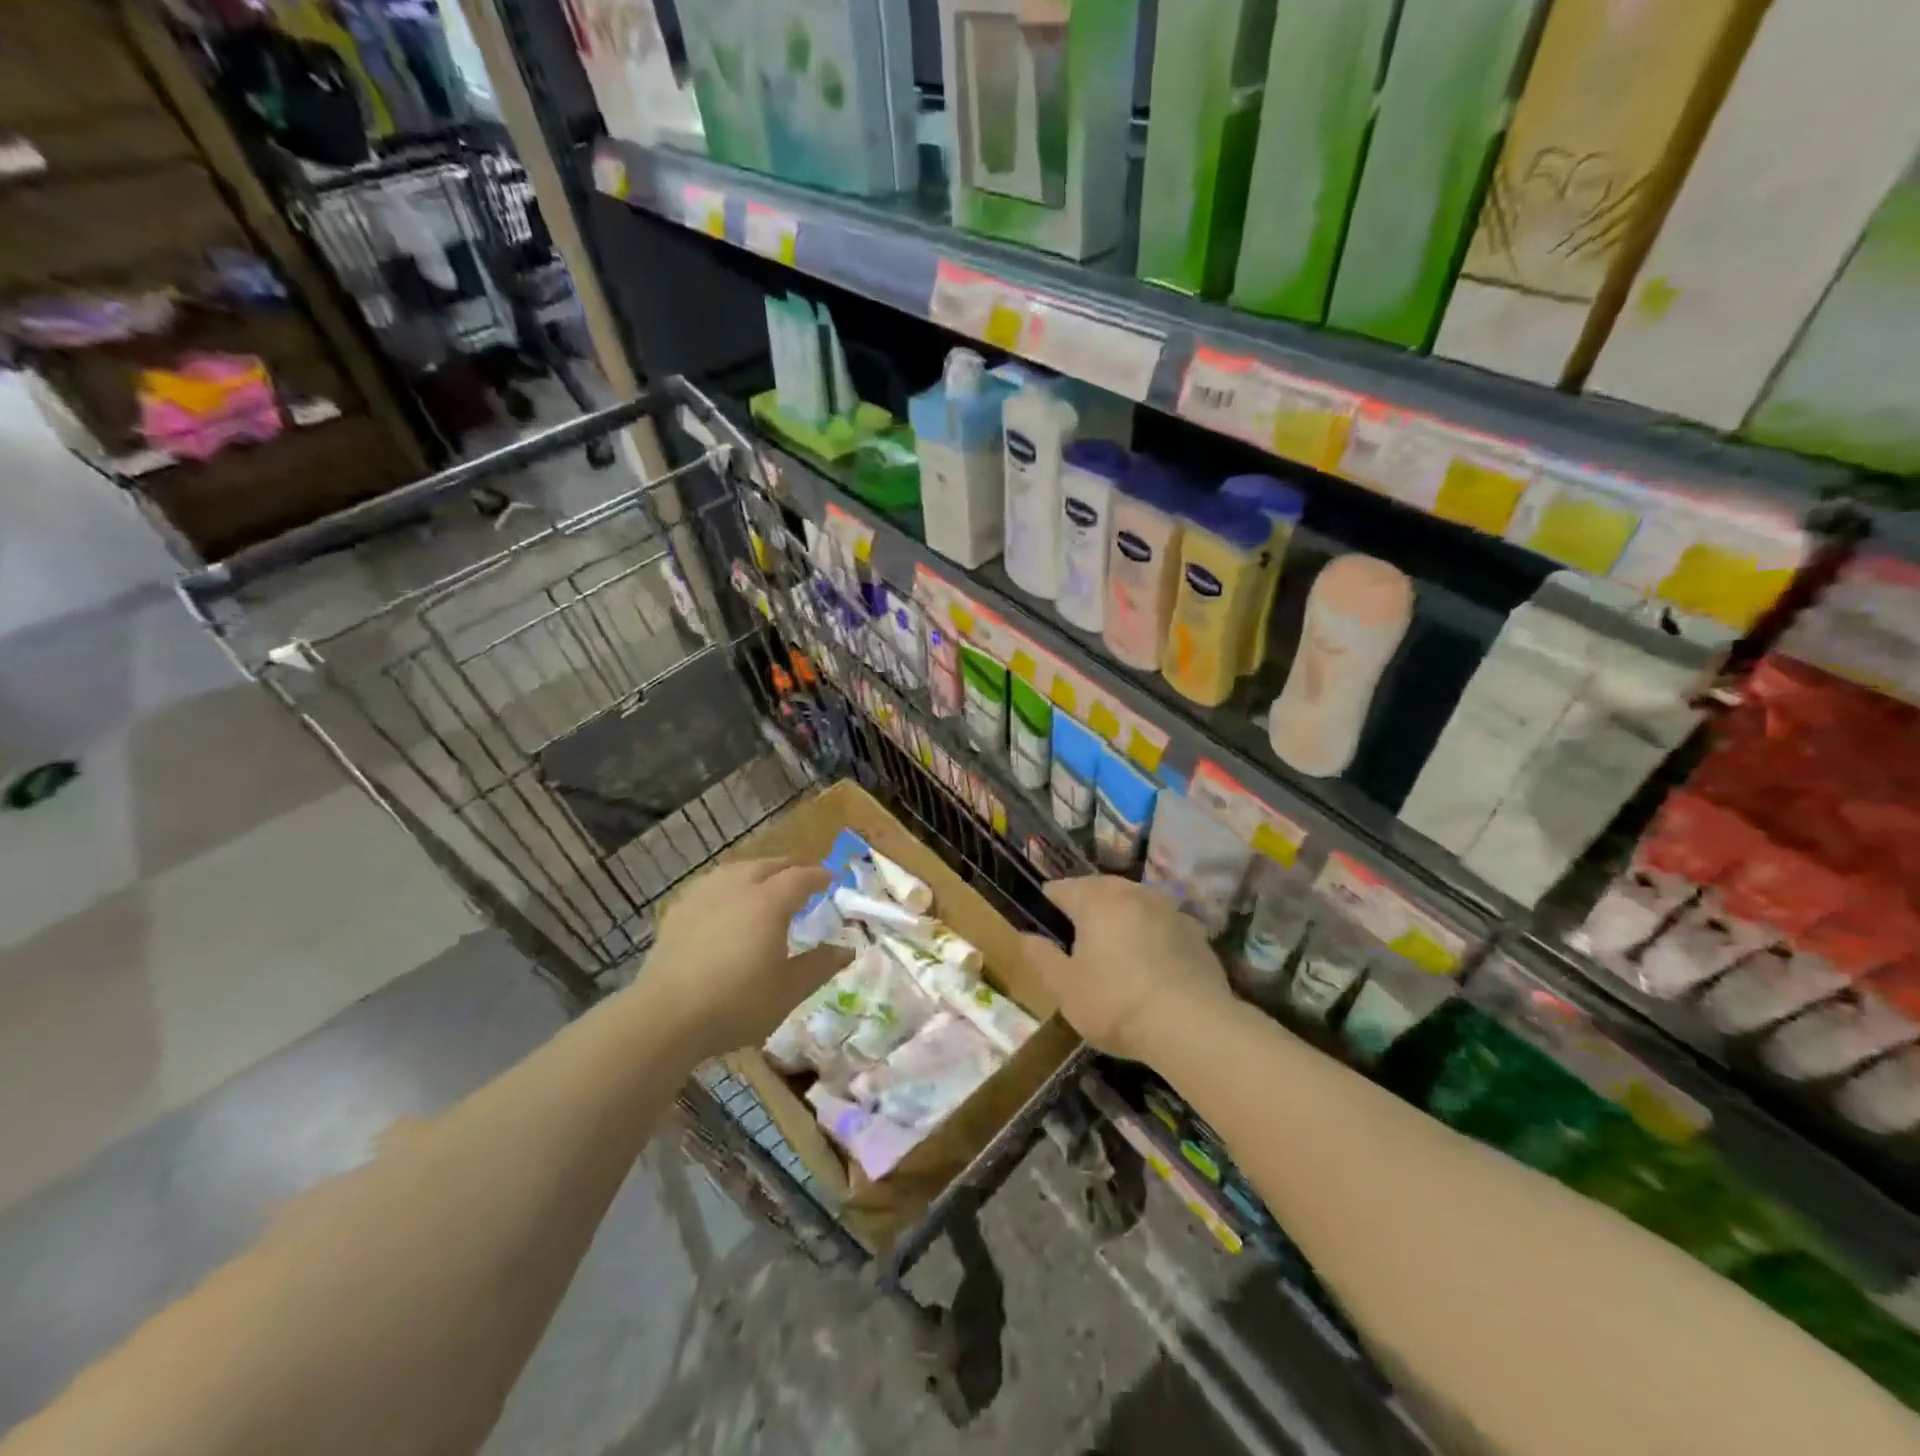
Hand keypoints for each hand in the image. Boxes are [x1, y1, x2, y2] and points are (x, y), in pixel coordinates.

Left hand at [638, 858, 851, 1061]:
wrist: (665, 1017)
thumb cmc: (736, 1003)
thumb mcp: (788, 990)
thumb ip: (819, 965)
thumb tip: (847, 949)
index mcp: (768, 902)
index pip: (800, 877)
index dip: (818, 875)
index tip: (831, 878)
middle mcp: (737, 888)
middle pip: (767, 865)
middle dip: (789, 867)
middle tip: (802, 874)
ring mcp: (703, 896)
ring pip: (736, 870)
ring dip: (757, 870)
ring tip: (765, 881)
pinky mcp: (678, 912)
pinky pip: (711, 884)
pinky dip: (728, 884)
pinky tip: (725, 900)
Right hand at [1020, 876, 1233, 1062]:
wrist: (1191, 1025)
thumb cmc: (1115, 1003)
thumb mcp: (1064, 988)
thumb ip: (1041, 957)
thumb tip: (1026, 936)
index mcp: (1095, 900)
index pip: (1062, 888)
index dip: (1049, 903)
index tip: (1046, 924)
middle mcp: (1132, 893)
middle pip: (1100, 889)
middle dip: (1086, 906)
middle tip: (1079, 938)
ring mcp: (1168, 909)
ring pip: (1135, 903)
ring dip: (1122, 917)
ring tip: (1116, 948)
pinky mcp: (1196, 932)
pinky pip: (1163, 924)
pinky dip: (1152, 935)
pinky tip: (1152, 964)